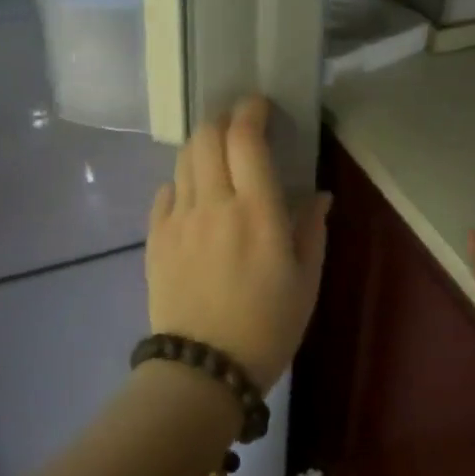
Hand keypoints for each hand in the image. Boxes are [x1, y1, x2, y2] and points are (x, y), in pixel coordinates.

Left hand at [146, 96, 331, 389]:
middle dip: (222, 121)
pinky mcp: (156, 237)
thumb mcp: (306, 281)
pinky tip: (193, 197)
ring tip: (217, 159)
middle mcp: (214, 204)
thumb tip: (318, 194)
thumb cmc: (267, 327)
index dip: (251, 111)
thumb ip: (312, 230)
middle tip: (239, 129)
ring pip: (184, 160)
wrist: (202, 370)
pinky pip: (165, 192)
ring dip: (201, 147)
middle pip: (206, 137)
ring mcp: (179, 219)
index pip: (246, 139)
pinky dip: (181, 182)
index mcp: (257, 212)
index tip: (259, 105)